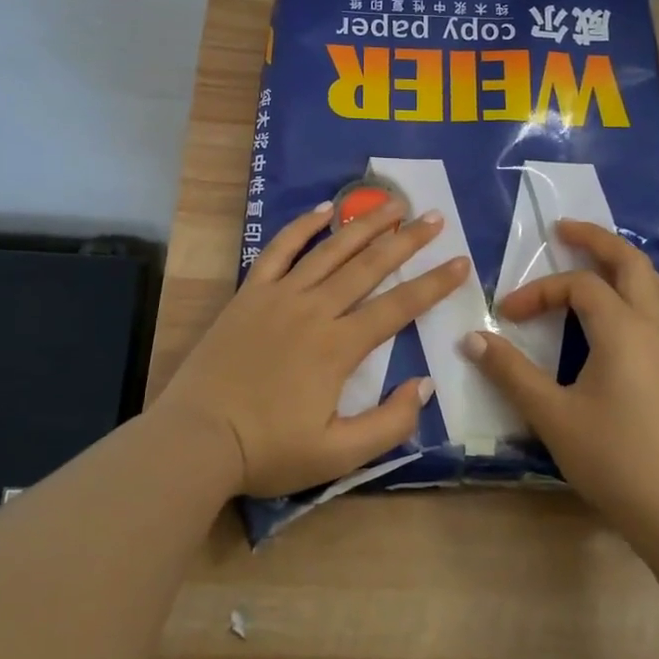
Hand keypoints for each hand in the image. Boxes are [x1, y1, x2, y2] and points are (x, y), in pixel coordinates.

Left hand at [155, 199, 471, 497]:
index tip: (462, 262)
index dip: (434, 283)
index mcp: (339, 347)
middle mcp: (315, 309)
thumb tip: (424, 385)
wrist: (197, 438)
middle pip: (369, 266)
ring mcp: (280, 296)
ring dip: (365, 224)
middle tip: (435, 217)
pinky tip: (325, 209)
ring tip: (393, 203)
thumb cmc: (268, 450)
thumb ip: (388, 423)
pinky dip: (303, 226)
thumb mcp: (338, 455)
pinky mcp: (250, 293)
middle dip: (407, 240)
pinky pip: (280, 250)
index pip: (398, 307)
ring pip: (331, 250)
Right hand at [462, 219, 658, 547]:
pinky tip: (624, 312)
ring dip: (626, 264)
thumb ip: (510, 372)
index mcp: (622, 330)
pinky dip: (643, 293)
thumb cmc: (612, 458)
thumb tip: (472, 338)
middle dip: (597, 240)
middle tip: (564, 229)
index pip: (578, 287)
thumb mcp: (551, 414)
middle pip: (631, 263)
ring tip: (598, 262)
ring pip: (656, 284)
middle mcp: (651, 327)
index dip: (538, 292)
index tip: (506, 315)